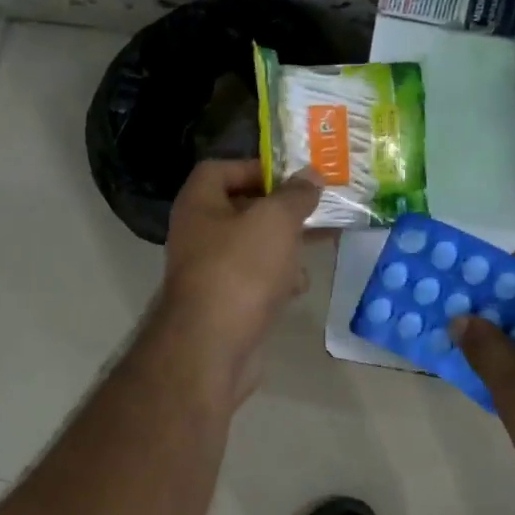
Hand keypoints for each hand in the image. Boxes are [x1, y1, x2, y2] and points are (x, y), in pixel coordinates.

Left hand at [150, 160, 321, 401]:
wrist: (212, 346)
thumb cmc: (240, 269)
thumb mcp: (275, 220)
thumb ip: (295, 195)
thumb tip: (310, 176)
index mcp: (199, 204)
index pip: (220, 169)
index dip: (256, 167)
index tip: (291, 177)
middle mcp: (198, 233)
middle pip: (241, 208)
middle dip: (280, 209)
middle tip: (317, 209)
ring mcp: (209, 271)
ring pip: (252, 246)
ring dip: (283, 245)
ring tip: (317, 244)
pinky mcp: (223, 304)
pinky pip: (253, 280)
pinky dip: (276, 279)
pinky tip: (298, 286)